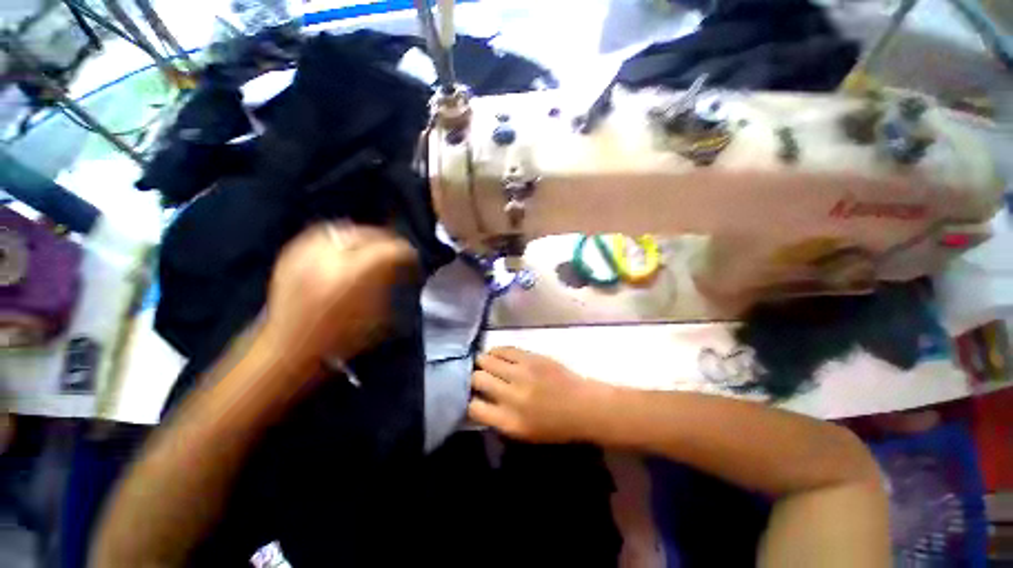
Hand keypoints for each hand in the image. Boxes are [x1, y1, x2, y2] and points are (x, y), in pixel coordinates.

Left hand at [261, 223, 416, 365]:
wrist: (288, 349)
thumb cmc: (339, 340)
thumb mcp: (377, 317)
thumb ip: (390, 285)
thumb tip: (401, 266)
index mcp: (353, 275)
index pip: (390, 250)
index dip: (406, 252)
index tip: (413, 258)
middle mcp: (329, 257)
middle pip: (368, 234)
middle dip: (387, 240)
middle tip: (396, 249)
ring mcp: (307, 253)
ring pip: (345, 229)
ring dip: (365, 235)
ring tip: (373, 244)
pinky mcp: (292, 253)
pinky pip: (322, 233)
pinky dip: (340, 236)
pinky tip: (347, 245)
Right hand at [468, 347, 614, 442]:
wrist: (584, 406)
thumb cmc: (556, 426)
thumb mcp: (524, 434)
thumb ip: (499, 419)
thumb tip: (478, 401)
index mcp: (510, 421)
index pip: (473, 407)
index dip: (469, 401)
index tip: (471, 396)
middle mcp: (512, 396)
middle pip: (477, 379)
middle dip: (472, 378)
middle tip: (476, 377)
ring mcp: (521, 373)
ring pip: (487, 360)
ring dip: (482, 362)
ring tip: (484, 364)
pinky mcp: (531, 357)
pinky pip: (504, 349)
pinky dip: (496, 351)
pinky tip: (496, 355)